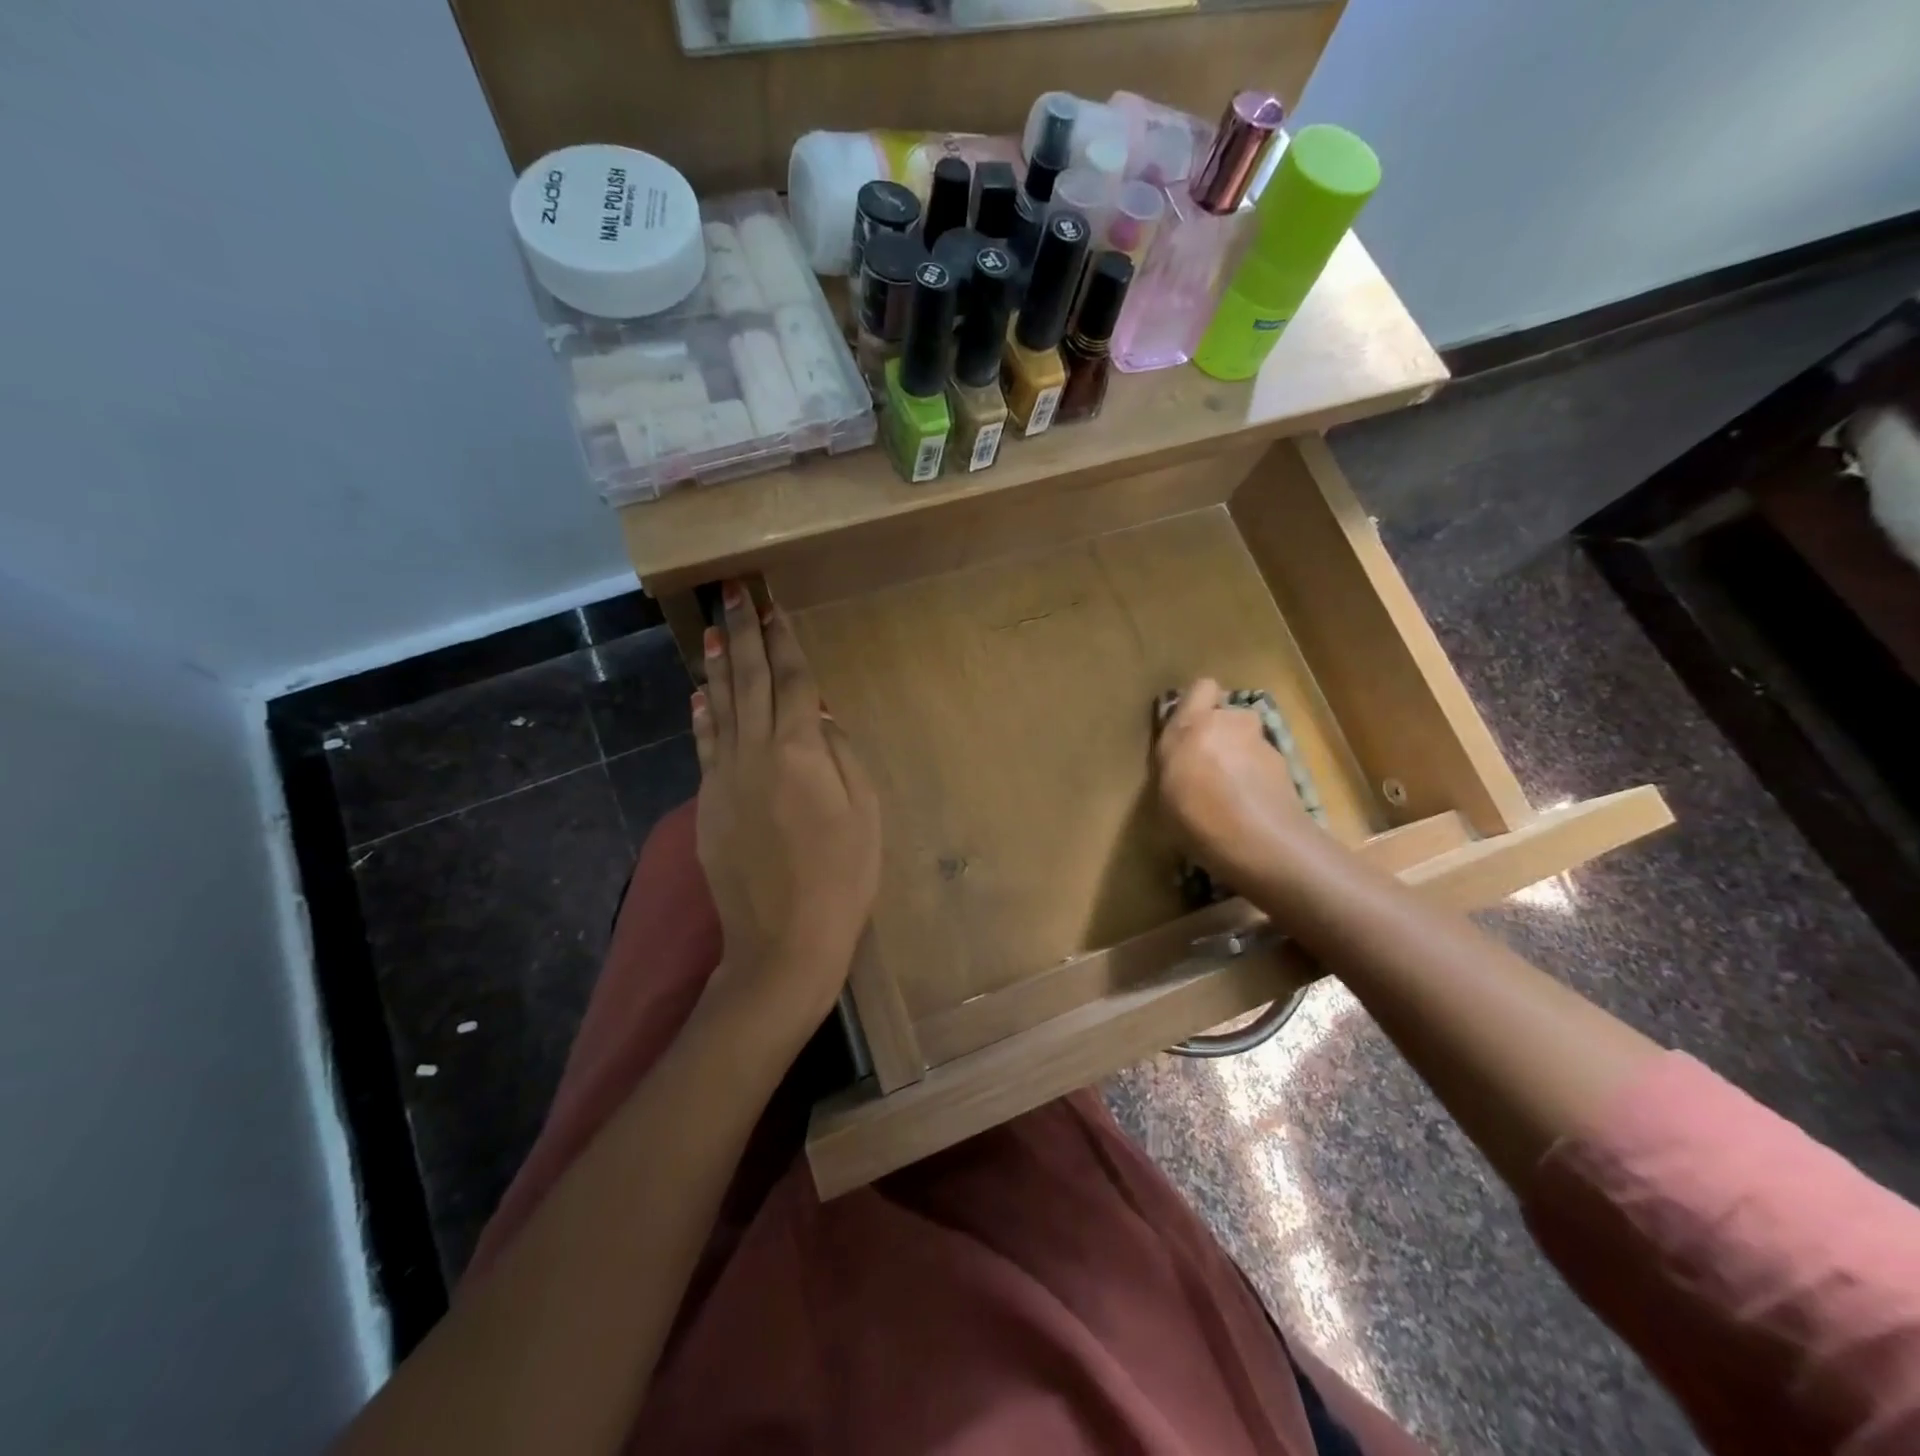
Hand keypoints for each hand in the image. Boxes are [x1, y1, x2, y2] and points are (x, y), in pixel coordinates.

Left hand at [692, 581, 880, 1026]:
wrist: (784, 939)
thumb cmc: (843, 876)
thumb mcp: (864, 810)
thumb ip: (839, 753)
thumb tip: (818, 714)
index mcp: (799, 749)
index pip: (793, 681)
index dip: (786, 642)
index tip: (774, 607)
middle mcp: (755, 751)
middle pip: (750, 681)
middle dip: (744, 634)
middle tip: (734, 594)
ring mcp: (724, 777)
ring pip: (720, 707)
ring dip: (719, 666)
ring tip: (714, 630)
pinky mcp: (707, 803)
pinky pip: (704, 745)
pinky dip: (703, 715)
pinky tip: (701, 695)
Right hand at [1154, 678, 1322, 889]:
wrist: (1261, 842)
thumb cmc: (1198, 818)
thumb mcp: (1164, 793)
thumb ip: (1174, 763)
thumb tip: (1183, 759)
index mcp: (1192, 725)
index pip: (1202, 687)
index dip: (1198, 704)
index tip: (1188, 731)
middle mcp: (1229, 723)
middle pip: (1227, 716)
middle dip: (1221, 734)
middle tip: (1208, 767)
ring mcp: (1262, 743)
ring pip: (1247, 741)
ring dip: (1240, 757)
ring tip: (1231, 793)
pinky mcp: (1286, 766)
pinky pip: (1263, 764)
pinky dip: (1257, 778)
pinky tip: (1250, 809)